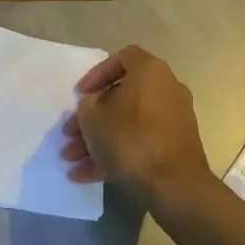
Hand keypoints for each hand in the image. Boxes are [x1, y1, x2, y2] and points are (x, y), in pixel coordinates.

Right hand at [59, 46, 213, 211]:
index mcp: (150, 72)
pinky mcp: (175, 147)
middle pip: (121, 97)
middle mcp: (167, 90)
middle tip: (70, 133)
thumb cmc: (130, 139)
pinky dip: (115, 154)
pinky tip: (85, 175)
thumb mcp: (93, 118)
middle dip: (91, 117)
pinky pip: (140, 143)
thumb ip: (87, 104)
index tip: (81, 94)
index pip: (122, 58)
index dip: (96, 74)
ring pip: (128, 124)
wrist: (174, 186)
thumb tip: (94, 105)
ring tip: (70, 159)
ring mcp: (173, 120)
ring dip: (97, 140)